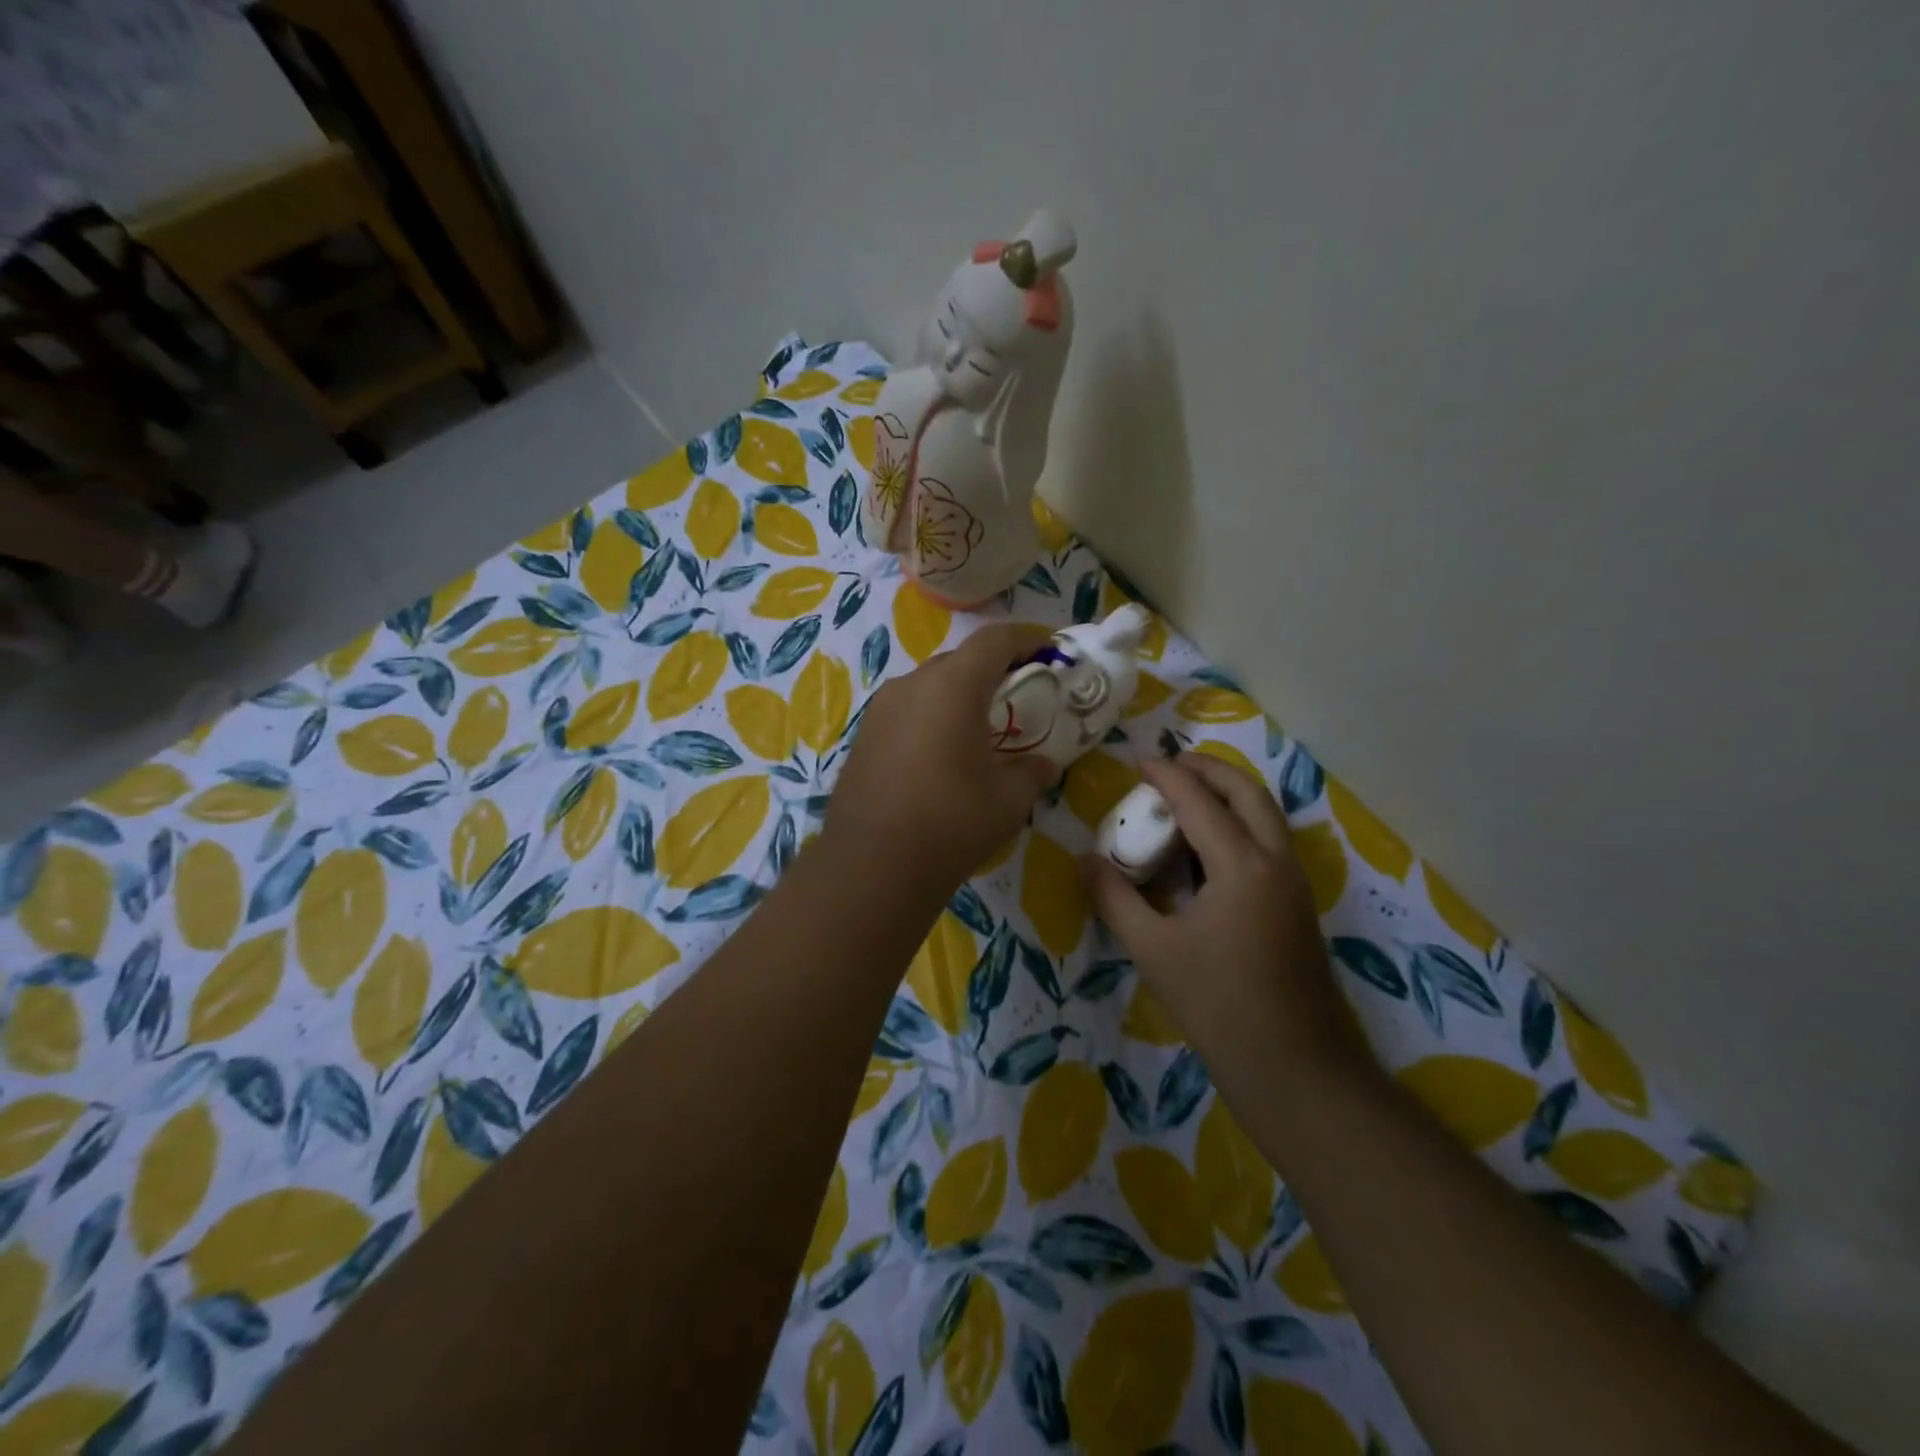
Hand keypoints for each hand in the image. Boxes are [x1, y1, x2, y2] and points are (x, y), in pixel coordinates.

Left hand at [823, 621, 1057, 898]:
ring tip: (981, 728)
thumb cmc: (952, 822)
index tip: (1049, 651)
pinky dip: (932, 717)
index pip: (995, 640)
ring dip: (959, 695)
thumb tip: (1045, 765)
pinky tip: (942, 754)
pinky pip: (907, 711)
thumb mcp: (1009, 799)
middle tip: (1018, 696)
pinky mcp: (864, 736)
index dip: (1027, 638)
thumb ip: (1033, 772)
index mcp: (953, 686)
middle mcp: (912, 684)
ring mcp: (881, 709)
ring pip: (930, 685)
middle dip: (993, 670)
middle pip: (960, 660)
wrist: (872, 865)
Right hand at [1083, 754, 1366, 1080]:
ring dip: (1229, 795)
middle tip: (1172, 764)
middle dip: (1210, 770)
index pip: (1199, 802)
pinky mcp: (1297, 906)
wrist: (1296, 1067)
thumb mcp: (1153, 950)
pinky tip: (1208, 849)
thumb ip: (1115, 899)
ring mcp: (1294, 884)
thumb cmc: (1219, 1004)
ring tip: (1188, 796)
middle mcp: (1276, 862)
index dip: (1166, 776)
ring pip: (1266, 816)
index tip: (1139, 759)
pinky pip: (1269, 843)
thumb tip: (1086, 860)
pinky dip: (1240, 824)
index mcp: (1242, 866)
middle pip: (1248, 793)